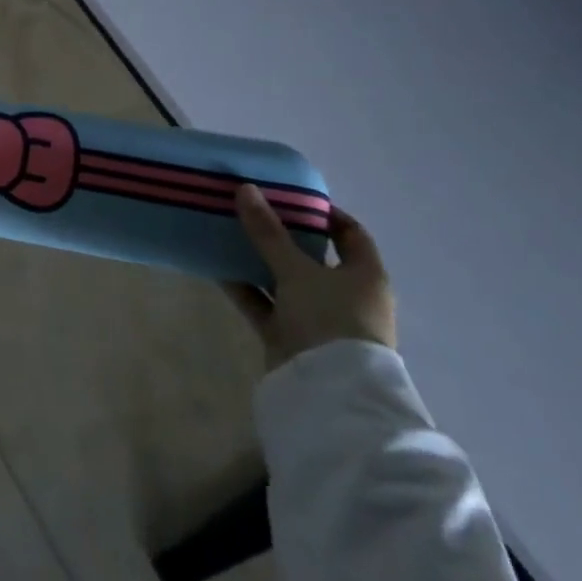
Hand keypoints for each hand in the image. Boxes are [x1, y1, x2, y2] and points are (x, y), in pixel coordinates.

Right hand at [226, 185, 395, 371]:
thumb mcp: (297, 270)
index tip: (290, 197)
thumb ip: (269, 232)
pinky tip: (217, 268)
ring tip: (227, 233)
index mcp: (364, 275)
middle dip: (282, 234)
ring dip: (258, 261)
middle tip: (250, 210)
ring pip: (284, 280)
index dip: (324, 213)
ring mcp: (316, 318)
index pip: (350, 234)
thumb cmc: (329, 319)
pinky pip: (265, 304)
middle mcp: (344, 295)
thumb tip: (246, 189)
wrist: (327, 391)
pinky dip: (245, 288)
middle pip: (312, 256)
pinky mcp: (290, 336)